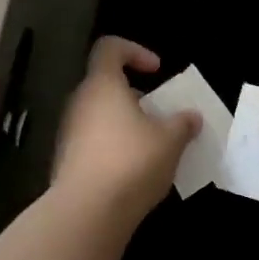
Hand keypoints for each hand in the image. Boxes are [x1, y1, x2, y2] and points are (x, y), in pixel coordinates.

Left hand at [52, 37, 198, 222]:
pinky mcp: (67, 160)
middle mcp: (80, 102)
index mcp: (103, 85)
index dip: (135, 51)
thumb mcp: (170, 141)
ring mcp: (69, 132)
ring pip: (100, 115)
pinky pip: (94, 141)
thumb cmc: (131, 162)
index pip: (110, 48)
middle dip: (136, 96)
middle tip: (161, 115)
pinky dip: (114, 146)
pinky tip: (134, 171)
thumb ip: (182, 123)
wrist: (87, 211)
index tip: (157, 71)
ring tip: (153, 146)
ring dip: (126, 123)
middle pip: (106, 84)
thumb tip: (191, 116)